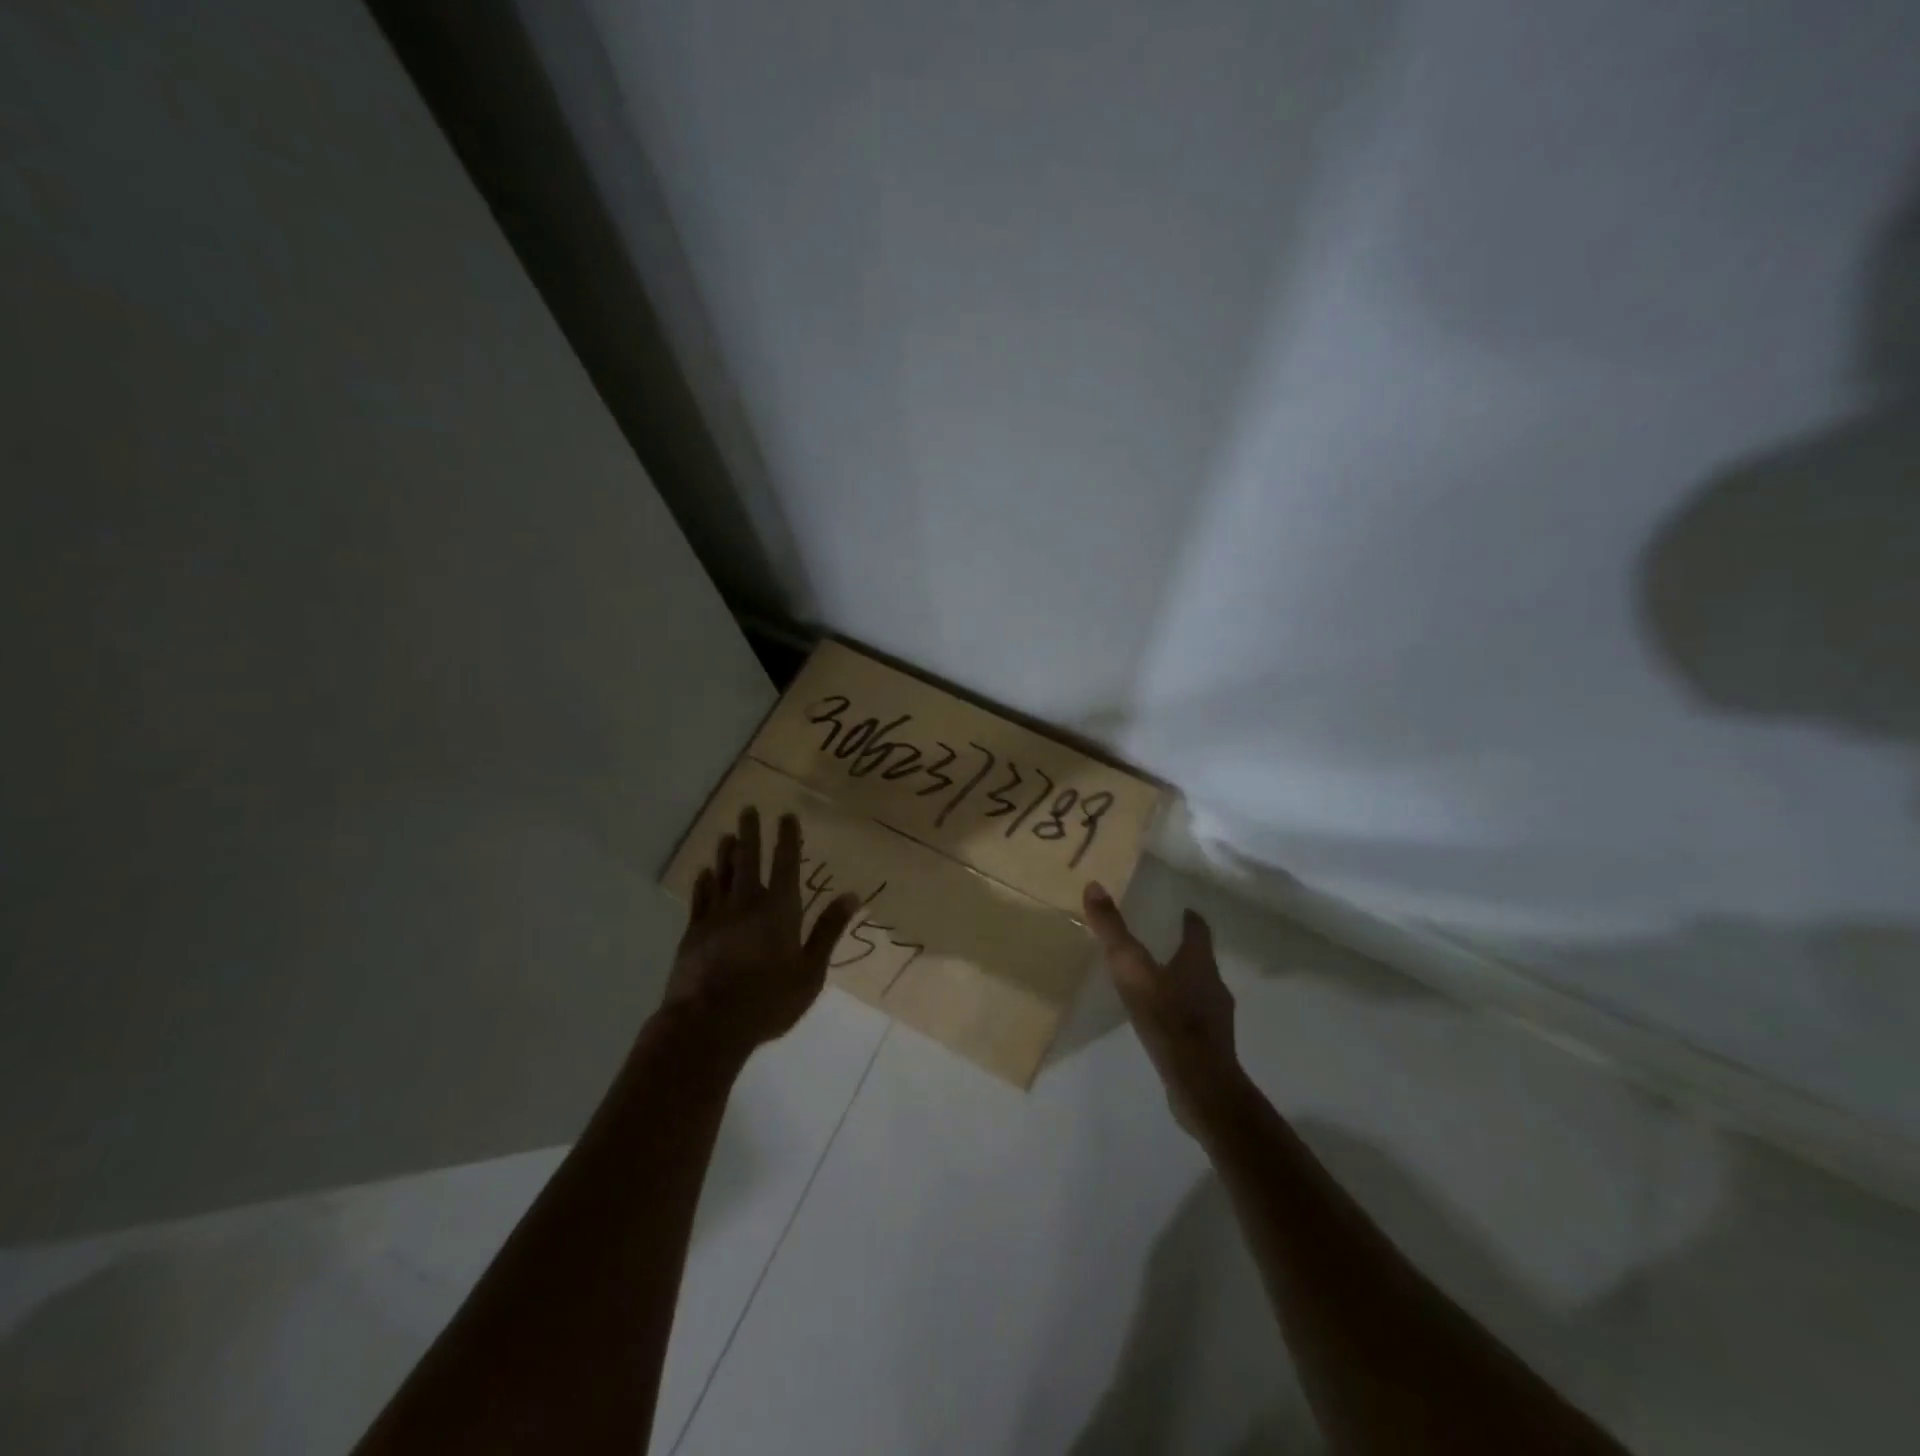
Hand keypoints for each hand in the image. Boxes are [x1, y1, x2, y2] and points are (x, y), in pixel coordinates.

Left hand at [667, 807, 859, 1057]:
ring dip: (726, 853)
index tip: (786, 815)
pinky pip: (700, 899)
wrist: (707, 1025)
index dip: (787, 838)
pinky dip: (703, 883)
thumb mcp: (810, 971)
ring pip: (722, 874)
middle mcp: (747, 903)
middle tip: (748, 809)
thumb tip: (851, 895)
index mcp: (779, 910)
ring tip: (726, 835)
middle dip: (750, 833)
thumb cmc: (768, 1000)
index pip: (785, 864)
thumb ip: (828, 931)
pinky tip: (703, 874)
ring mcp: (716, 917)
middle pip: (748, 860)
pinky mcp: (693, 933)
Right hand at [1084, 882, 1242, 1131]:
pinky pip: (1194, 1018)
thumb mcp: (1132, 970)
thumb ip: (1113, 931)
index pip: (1199, 931)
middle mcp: (1213, 984)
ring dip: (1181, 981)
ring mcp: (1216, 1017)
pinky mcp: (1211, 1046)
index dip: (1190, 919)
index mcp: (1199, 962)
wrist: (1200, 1084)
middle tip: (1160, 942)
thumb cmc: (1168, 1019)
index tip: (1183, 910)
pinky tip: (1162, 1021)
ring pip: (1199, 989)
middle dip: (1182, 949)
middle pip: (1200, 959)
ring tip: (1156, 981)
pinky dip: (1180, 1012)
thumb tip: (1094, 885)